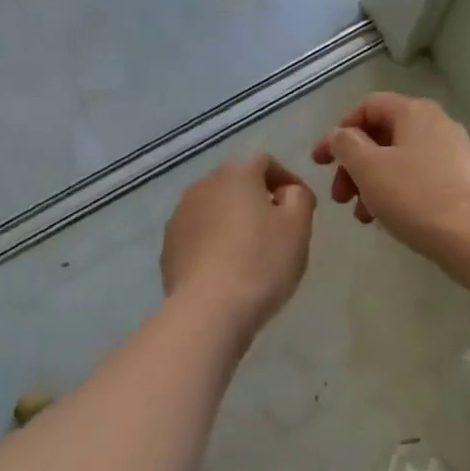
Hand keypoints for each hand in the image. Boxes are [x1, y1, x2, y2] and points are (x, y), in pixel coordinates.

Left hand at [161, 155, 316, 336]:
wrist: (209, 309)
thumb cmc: (262, 262)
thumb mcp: (298, 226)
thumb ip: (299, 197)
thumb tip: (287, 192)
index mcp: (236, 174)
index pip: (265, 162)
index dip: (287, 179)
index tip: (301, 206)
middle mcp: (202, 186)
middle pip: (237, 184)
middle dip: (258, 200)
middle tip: (279, 230)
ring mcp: (180, 216)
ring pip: (215, 210)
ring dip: (234, 222)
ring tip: (252, 252)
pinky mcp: (168, 247)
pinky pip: (199, 235)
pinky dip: (215, 244)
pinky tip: (228, 270)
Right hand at [311, 93, 469, 260]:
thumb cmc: (415, 196)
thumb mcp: (368, 167)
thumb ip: (346, 144)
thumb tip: (342, 136)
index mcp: (414, 112)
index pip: (367, 107)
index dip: (338, 132)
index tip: (319, 163)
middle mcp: (436, 124)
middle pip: (381, 136)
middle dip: (353, 165)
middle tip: (339, 197)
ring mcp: (452, 153)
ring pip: (397, 161)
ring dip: (370, 184)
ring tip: (362, 216)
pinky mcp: (459, 181)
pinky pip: (416, 178)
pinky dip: (394, 193)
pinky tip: (386, 219)